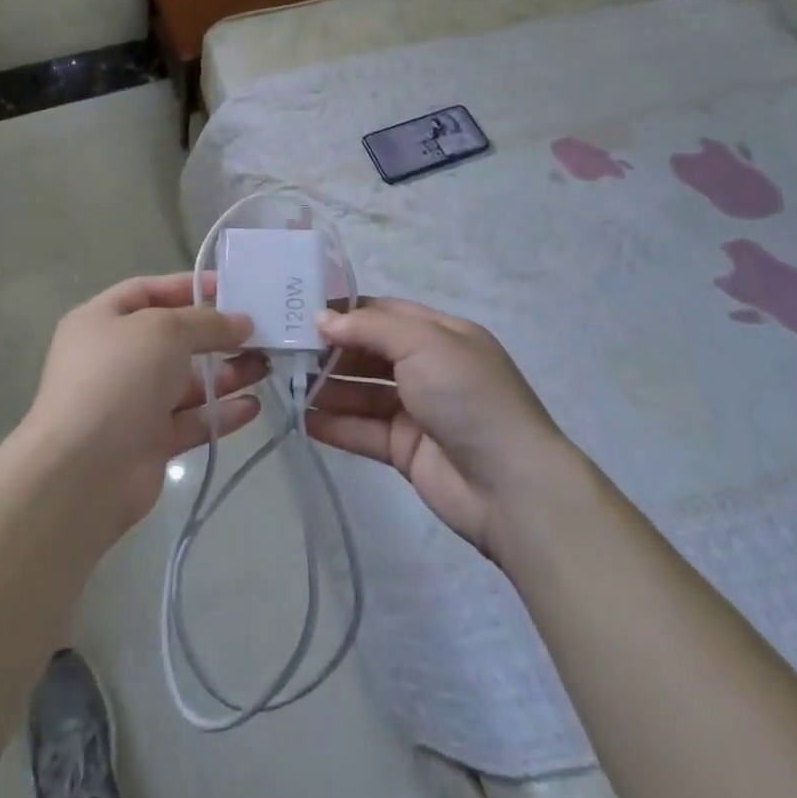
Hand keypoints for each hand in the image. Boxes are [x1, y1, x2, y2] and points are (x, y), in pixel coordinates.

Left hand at [22, 273, 262, 536]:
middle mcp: (115, 358)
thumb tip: (241, 322)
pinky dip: (220, 412)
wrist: (85, 470)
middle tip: (259, 330)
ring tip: (266, 365)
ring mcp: (132, 402)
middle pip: (173, 338)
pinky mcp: (150, 442)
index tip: (230, 287)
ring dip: (226, 373)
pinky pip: (191, 419)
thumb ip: (206, 322)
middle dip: (215, 334)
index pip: (148, 291)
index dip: (187, 286)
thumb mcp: (164, 330)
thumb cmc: (119, 377)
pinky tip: (253, 405)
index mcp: (102, 321)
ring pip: (186, 381)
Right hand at [308, 298, 577, 558]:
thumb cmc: (468, 395)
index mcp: (441, 334)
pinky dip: (336, 424)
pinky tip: (302, 420)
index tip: (303, 313)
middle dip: (332, 350)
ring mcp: (417, 410)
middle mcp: (428, 367)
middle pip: (371, 352)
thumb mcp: (423, 343)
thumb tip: (322, 319)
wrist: (510, 485)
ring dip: (328, 387)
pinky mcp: (406, 449)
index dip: (346, 312)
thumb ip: (369, 328)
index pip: (385, 313)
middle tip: (287, 350)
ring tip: (286, 383)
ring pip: (364, 392)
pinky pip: (364, 430)